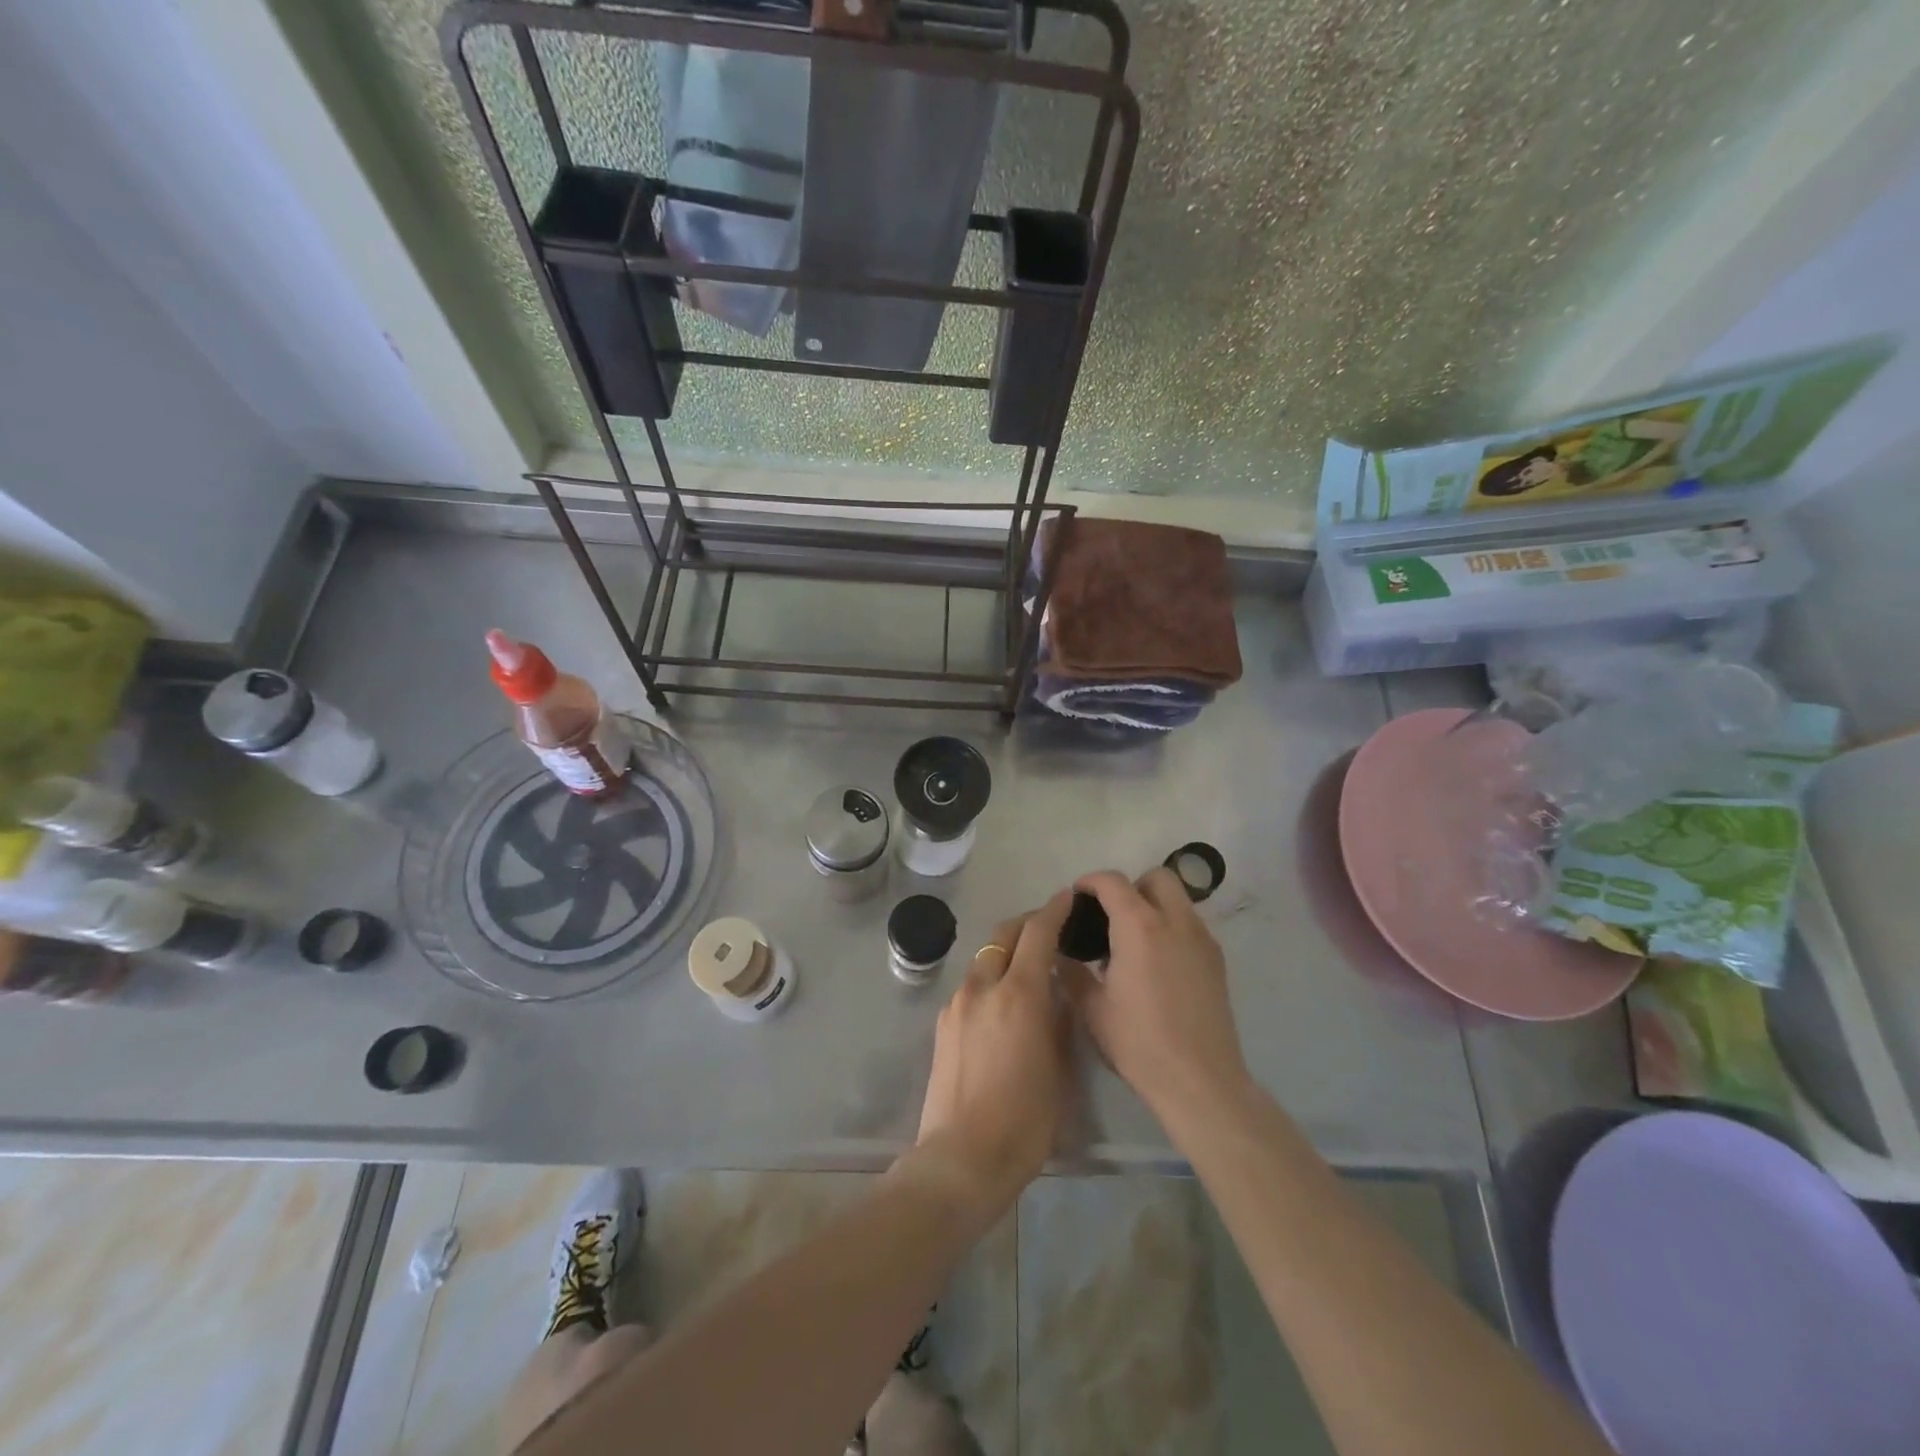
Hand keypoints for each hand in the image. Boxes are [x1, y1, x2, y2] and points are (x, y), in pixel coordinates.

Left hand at [909, 891, 1074, 1228]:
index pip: (1038, 933)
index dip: (1055, 910)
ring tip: (1028, 970)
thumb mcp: (1060, 1069)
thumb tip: (1059, 995)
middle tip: (1051, 929)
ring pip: (985, 958)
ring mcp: (957, 1003)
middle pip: (1005, 934)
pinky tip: (1002, 1006)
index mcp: (1019, 994)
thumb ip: (1060, 1021)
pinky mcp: (943, 1023)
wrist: (962, 1158)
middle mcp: (983, 986)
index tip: (1069, 897)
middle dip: (1028, 923)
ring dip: (1007, 952)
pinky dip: (990, 979)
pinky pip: (971, 986)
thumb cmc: (1025, 1121)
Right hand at [1062, 868, 1249, 1121]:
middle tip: (1110, 916)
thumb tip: (1061, 954)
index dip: (1090, 882)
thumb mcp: (1092, 1009)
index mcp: (1139, 927)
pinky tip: (1156, 964)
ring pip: (1178, 899)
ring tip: (1132, 942)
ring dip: (1153, 905)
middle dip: (1130, 886)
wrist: (1200, 1082)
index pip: (1113, 882)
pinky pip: (1190, 925)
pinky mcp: (1217, 960)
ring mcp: (1201, 939)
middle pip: (1156, 877)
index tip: (1076, 897)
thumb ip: (1072, 972)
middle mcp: (1175, 921)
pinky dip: (1170, 927)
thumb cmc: (1139, 1043)